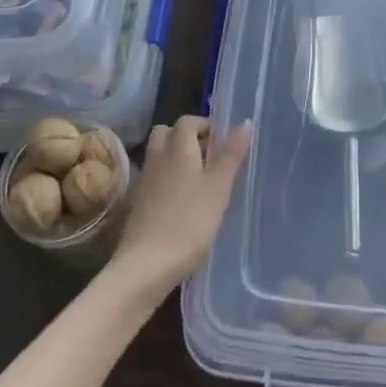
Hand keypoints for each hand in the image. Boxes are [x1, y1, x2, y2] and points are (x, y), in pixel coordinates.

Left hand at [110, 115, 251, 296]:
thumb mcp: (219, 186)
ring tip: (201, 182)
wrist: (147, 265)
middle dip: (187, 139)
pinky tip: (185, 204)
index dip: (206, 126)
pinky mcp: (139, 205)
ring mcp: (145, 182)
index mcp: (177, 148)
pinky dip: (169, 182)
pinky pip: (156, 180)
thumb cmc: (190, 221)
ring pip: (160, 157)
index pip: (187, 121)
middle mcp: (158, 159)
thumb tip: (245, 121)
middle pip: (167, 134)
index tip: (224, 144)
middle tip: (210, 159)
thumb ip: (231, 154)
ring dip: (178, 160)